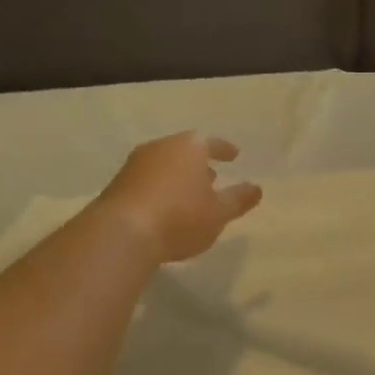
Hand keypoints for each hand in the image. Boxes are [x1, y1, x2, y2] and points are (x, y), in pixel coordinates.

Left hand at [93, 133, 262, 263]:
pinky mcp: (118, 185)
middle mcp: (160, 147)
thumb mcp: (219, 212)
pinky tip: (165, 208)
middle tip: (212, 178)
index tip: (234, 155)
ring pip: (164, 165)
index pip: (211, 142)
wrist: (123, 232)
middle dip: (199, 164)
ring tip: (190, 195)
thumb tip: (256, 188)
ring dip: (178, 177)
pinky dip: (161, 189)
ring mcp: (135, 165)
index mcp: (188, 147)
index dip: (224, 149)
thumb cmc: (181, 217)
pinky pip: (148, 181)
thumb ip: (239, 199)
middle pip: (184, 151)